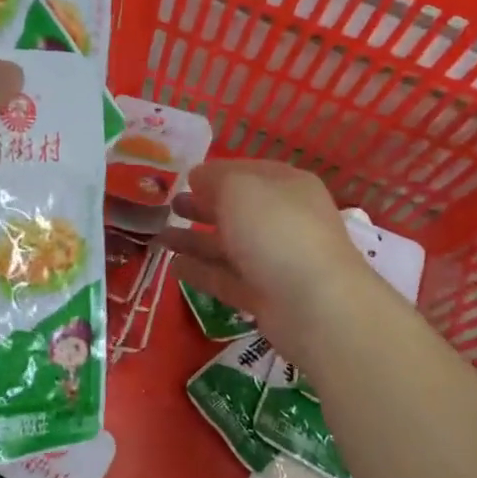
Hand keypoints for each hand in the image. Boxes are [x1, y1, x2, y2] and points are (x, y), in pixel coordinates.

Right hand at [158, 161, 374, 363]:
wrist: (316, 305)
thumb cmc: (276, 230)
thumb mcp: (239, 188)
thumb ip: (213, 178)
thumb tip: (198, 178)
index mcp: (287, 186)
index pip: (247, 172)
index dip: (215, 173)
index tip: (183, 178)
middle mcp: (284, 220)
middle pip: (237, 210)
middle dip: (203, 206)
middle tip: (170, 206)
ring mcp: (275, 260)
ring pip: (229, 246)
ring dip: (195, 240)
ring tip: (160, 237)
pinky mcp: (264, 296)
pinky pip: (227, 278)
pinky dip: (201, 271)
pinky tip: (173, 267)